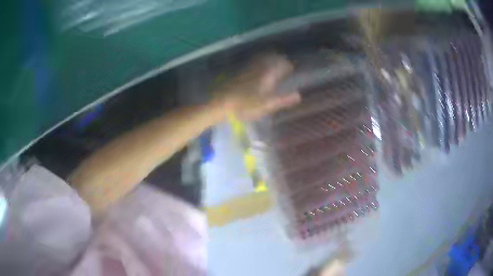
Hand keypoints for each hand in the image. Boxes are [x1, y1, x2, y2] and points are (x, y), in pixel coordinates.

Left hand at [217, 54, 300, 120]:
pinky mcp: (238, 71)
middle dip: (278, 59)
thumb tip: (298, 95)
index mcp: (267, 74)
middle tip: (282, 62)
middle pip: (270, 58)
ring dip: (268, 58)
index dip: (287, 65)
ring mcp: (247, 68)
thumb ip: (283, 99)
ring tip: (272, 61)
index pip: (280, 65)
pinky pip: (251, 63)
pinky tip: (256, 68)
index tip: (291, 67)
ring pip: (260, 59)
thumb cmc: (245, 105)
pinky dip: (257, 62)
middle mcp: (258, 67)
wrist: (220, 102)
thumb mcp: (266, 105)